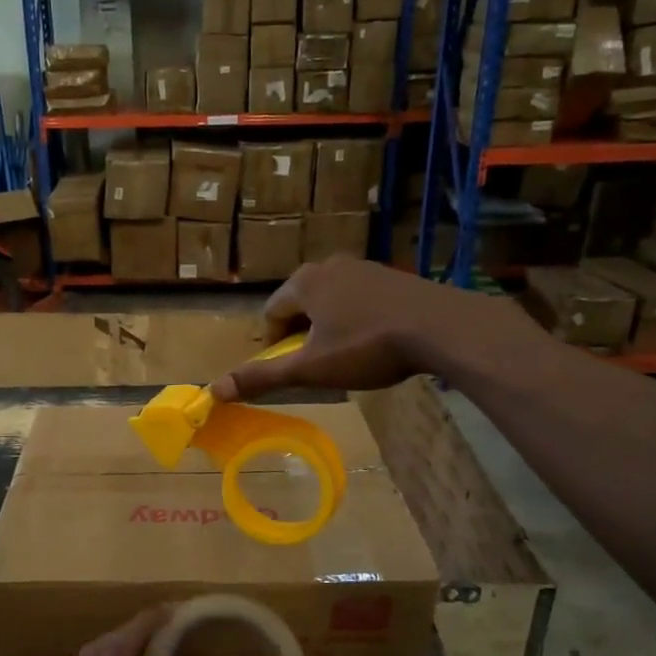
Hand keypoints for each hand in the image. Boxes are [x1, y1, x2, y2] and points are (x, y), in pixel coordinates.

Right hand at [210, 256, 534, 400]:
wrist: (440, 327)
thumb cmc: (367, 347)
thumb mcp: (311, 368)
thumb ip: (263, 377)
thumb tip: (215, 389)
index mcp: (303, 282)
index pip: (271, 312)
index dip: (274, 344)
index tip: (291, 367)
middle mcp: (329, 265)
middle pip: (300, 304)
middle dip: (302, 334)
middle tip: (318, 364)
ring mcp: (363, 267)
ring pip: (330, 300)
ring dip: (329, 327)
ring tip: (347, 355)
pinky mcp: (391, 276)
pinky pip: (358, 298)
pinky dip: (356, 319)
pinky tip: (375, 341)